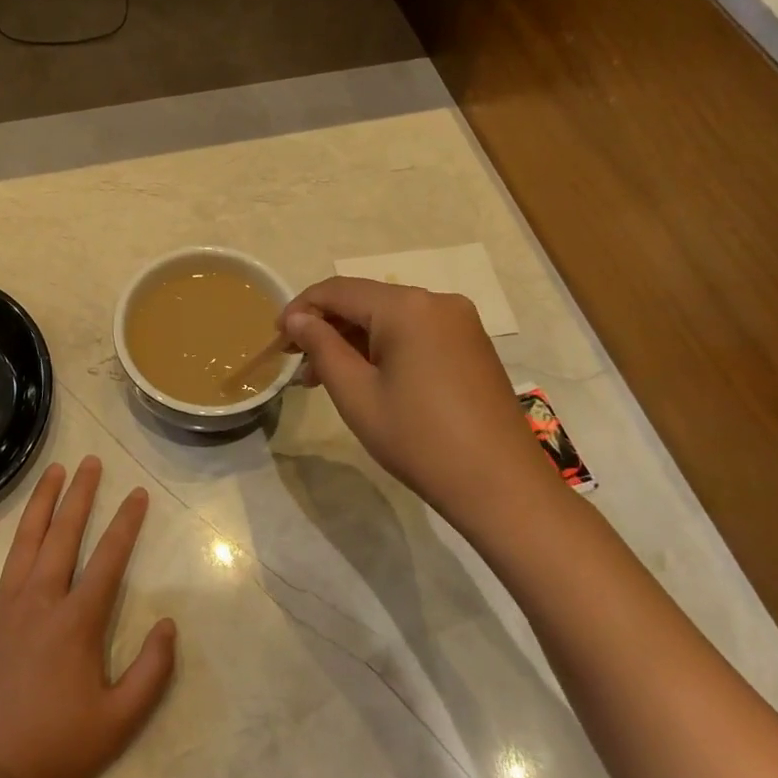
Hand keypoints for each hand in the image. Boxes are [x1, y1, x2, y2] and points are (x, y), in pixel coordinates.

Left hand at [0, 456, 177, 777]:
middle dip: (82, 495)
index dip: (126, 523)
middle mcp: (39, 600)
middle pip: (64, 534)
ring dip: (40, 503)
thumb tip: (168, 624)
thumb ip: (152, 672)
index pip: (109, 558)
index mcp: (77, 621)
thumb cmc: (56, 750)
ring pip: (22, 542)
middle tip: (92, 462)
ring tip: (54, 472)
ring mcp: (0, 608)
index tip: (138, 494)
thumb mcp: (120, 722)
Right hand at [280, 277, 555, 521]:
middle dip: (327, 326)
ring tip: (324, 376)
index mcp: (407, 307)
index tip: (276, 338)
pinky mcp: (471, 345)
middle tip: (296, 362)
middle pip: (365, 300)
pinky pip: (415, 332)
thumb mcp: (356, 394)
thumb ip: (321, 347)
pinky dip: (383, 347)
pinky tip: (366, 376)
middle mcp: (436, 301)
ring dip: (353, 339)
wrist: (501, 487)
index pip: (338, 290)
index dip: (300, 309)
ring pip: (390, 317)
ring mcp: (459, 322)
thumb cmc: (419, 439)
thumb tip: (297, 319)